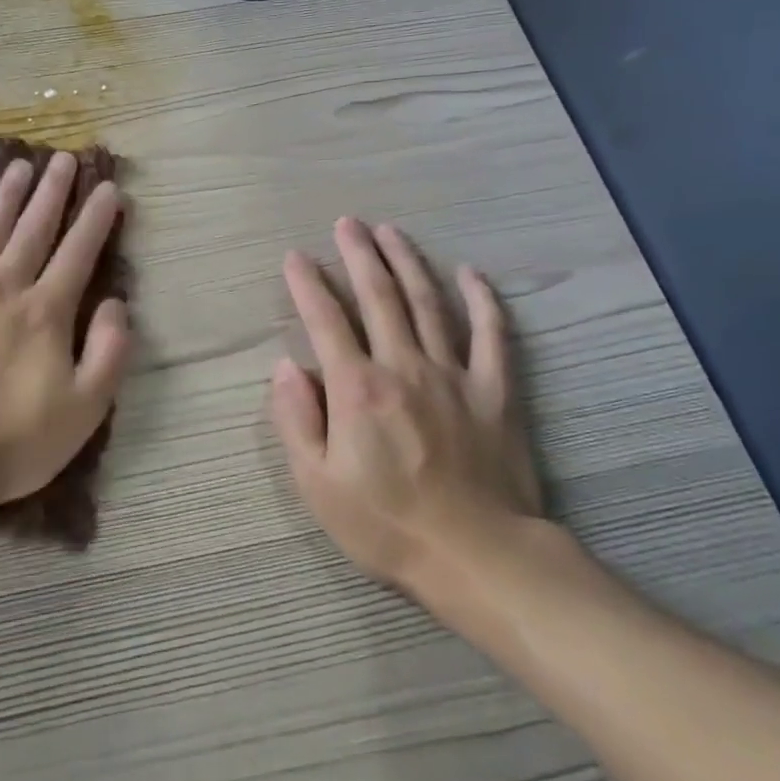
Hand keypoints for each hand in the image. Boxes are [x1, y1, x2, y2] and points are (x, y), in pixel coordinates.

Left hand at [0, 153, 132, 510]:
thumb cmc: (13, 441)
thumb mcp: (85, 409)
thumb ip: (109, 351)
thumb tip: (116, 303)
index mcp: (46, 312)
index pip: (78, 253)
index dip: (96, 219)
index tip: (107, 188)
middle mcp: (4, 289)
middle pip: (33, 230)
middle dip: (52, 192)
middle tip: (62, 158)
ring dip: (7, 197)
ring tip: (20, 166)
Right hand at [270, 217, 543, 594]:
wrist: (477, 557)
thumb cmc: (387, 526)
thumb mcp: (318, 485)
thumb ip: (296, 420)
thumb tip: (285, 368)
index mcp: (357, 388)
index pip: (325, 321)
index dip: (307, 285)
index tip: (294, 257)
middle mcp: (404, 366)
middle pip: (379, 297)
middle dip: (359, 255)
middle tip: (347, 223)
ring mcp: (454, 374)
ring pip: (428, 303)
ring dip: (407, 262)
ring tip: (391, 231)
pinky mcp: (495, 391)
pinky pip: (492, 335)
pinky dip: (483, 301)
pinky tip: (471, 273)